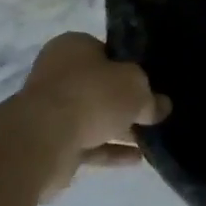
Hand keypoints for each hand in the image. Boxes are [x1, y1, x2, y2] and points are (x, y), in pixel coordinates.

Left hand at [19, 34, 169, 193]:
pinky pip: (89, 144)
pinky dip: (111, 150)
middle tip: (155, 112)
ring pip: (94, 117)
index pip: (106, 52)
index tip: (151, 81)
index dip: (130, 65)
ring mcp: (52, 111)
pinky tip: (138, 158)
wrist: (44, 140)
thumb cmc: (91, 95)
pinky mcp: (52, 143)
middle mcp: (59, 74)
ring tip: (152, 138)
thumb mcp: (135, 87)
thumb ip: (150, 98)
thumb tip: (162, 107)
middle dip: (126, 102)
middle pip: (100, 87)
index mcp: (73, 47)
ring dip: (120, 129)